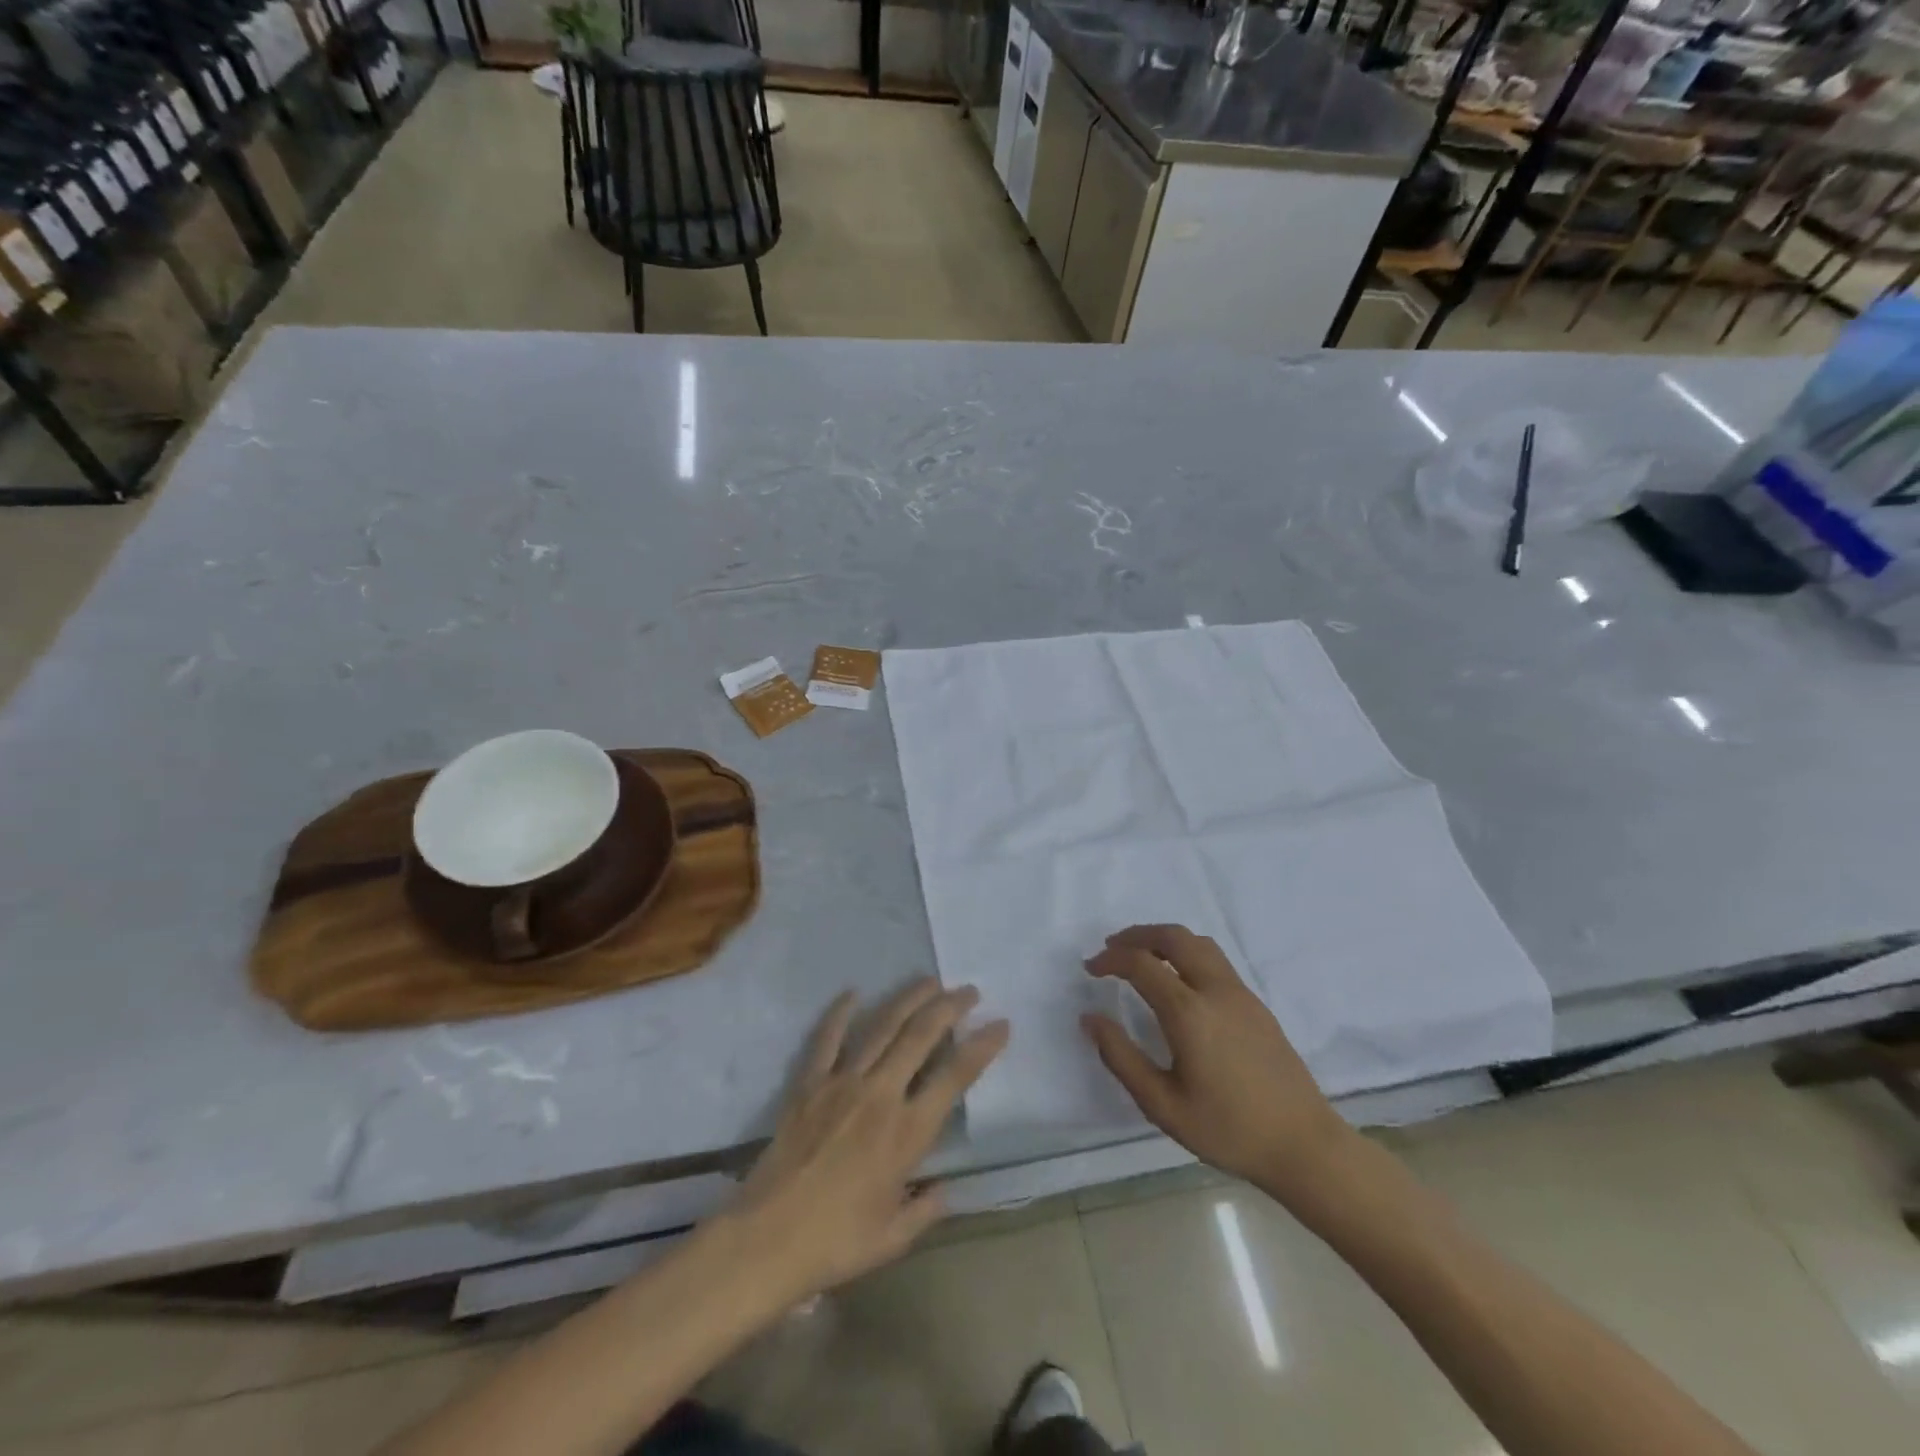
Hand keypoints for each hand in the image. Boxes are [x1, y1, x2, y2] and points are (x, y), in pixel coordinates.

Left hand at [725, 980, 1009, 1302]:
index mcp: (908, 1132)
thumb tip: (945, 1191)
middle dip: (949, 1007)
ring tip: (929, 981)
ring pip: (882, 1026)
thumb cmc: (835, 1243)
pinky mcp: (809, 1083)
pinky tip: (853, 992)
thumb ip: (925, 1211)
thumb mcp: (893, 1238)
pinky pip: (827, 1038)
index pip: (955, 1076)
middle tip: (968, 991)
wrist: (766, 1240)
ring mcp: (842, 1083)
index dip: (983, 1046)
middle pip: (921, 1035)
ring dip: (909, 999)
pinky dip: (840, 1012)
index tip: (1000, 1024)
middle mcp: (881, 1095)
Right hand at [1082, 925, 1355, 1203]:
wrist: (1304, 1146)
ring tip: (1142, 956)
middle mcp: (1215, 990)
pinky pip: (1215, 960)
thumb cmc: (1228, 1130)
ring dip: (1164, 939)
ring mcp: (1240, 994)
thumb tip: (1090, 1018)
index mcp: (1189, 1012)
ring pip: (1198, 943)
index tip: (1090, 968)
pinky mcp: (1256, 1005)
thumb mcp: (1162, 1105)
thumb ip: (1121, 1057)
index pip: (1141, 964)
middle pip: (1174, 937)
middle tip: (1112, 947)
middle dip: (1137, 935)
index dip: (1110, 959)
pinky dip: (1186, 953)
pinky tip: (1178, 980)